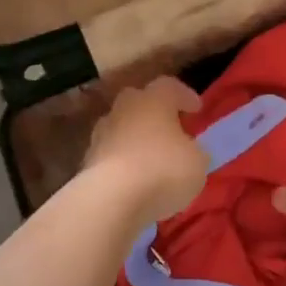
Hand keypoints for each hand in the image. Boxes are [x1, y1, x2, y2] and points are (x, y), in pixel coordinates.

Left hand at [82, 76, 207, 222]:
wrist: (111, 198)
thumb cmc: (163, 170)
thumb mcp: (198, 162)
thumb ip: (194, 151)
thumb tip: (189, 150)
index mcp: (154, 100)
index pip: (170, 87)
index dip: (185, 96)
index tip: (196, 110)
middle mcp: (124, 109)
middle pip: (139, 101)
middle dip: (154, 113)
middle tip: (169, 129)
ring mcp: (101, 134)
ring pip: (121, 128)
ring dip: (135, 138)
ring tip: (151, 158)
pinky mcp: (87, 161)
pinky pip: (111, 154)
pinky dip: (123, 162)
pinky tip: (134, 179)